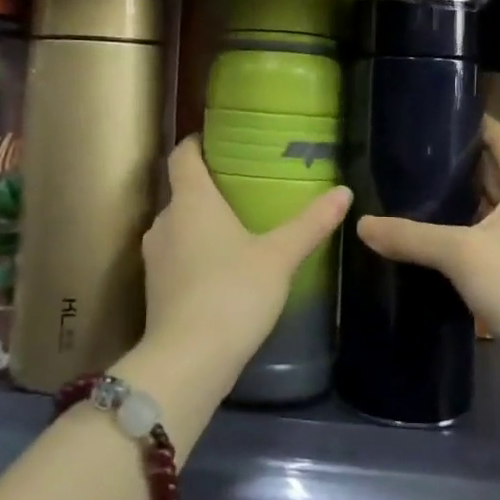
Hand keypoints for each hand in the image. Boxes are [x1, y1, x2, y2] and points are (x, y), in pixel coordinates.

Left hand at [139, 137, 351, 387]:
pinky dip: (196, 253)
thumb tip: (344, 192)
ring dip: (202, 224)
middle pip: (182, 191)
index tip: (216, 139)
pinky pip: (177, 255)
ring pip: (179, 226)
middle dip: (209, 188)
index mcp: (191, 201)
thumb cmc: (233, 293)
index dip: (196, 143)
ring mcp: (155, 257)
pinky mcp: (155, 289)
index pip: (182, 155)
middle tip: (244, 187)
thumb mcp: (279, 256)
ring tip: (238, 227)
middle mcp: (165, 221)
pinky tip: (223, 268)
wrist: (188, 361)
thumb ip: (310, 224)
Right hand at [357, 116, 499, 370]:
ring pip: (486, 207)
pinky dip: (459, 231)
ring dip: (455, 199)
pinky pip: (485, 237)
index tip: (431, 113)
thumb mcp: (462, 255)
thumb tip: (361, 224)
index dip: (471, 122)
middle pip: (491, 170)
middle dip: (453, 162)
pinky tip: (427, 238)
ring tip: (408, 190)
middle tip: (406, 154)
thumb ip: (411, 236)